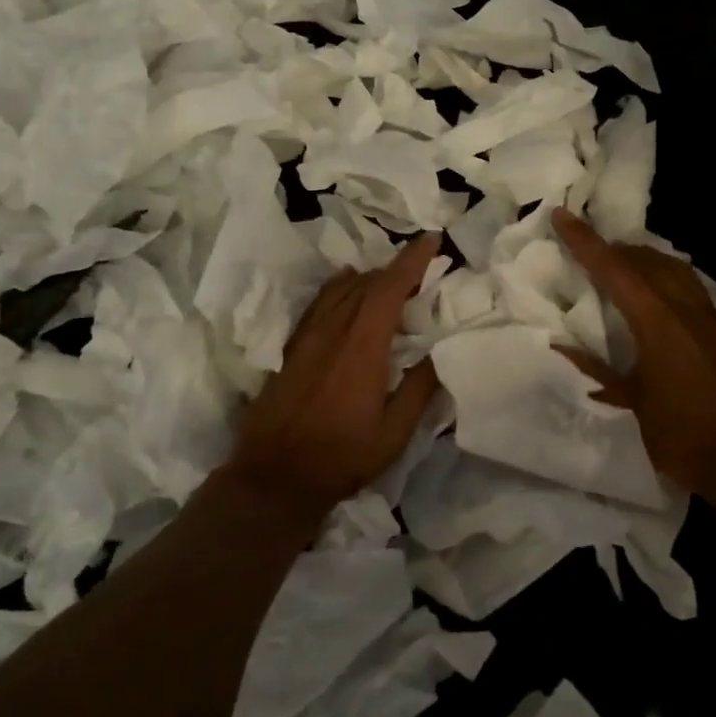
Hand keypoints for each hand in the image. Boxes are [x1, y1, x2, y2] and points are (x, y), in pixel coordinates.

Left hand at [223, 233, 443, 524]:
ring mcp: (307, 337)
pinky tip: (344, 289)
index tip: (431, 240)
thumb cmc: (341, 458)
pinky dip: (338, 288)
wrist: (274, 476)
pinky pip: (318, 303)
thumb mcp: (394, 433)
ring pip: (339, 290)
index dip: (412, 261)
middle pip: (365, 284)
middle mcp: (332, 331)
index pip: (389, 289)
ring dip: (367, 278)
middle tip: (420, 268)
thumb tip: (441, 352)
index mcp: (362, 347)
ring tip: (389, 279)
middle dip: (395, 269)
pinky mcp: (290, 348)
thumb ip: (420, 389)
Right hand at [552, 208, 715, 501]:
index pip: (614, 270)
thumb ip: (595, 367)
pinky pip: (689, 284)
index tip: (562, 216)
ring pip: (672, 267)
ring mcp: (707, 316)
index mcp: (656, 323)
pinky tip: (655, 287)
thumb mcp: (630, 399)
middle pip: (644, 260)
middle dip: (612, 248)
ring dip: (642, 258)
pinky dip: (665, 274)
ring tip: (619, 261)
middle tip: (586, 247)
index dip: (584, 241)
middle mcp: (683, 309)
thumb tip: (561, 346)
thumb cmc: (676, 433)